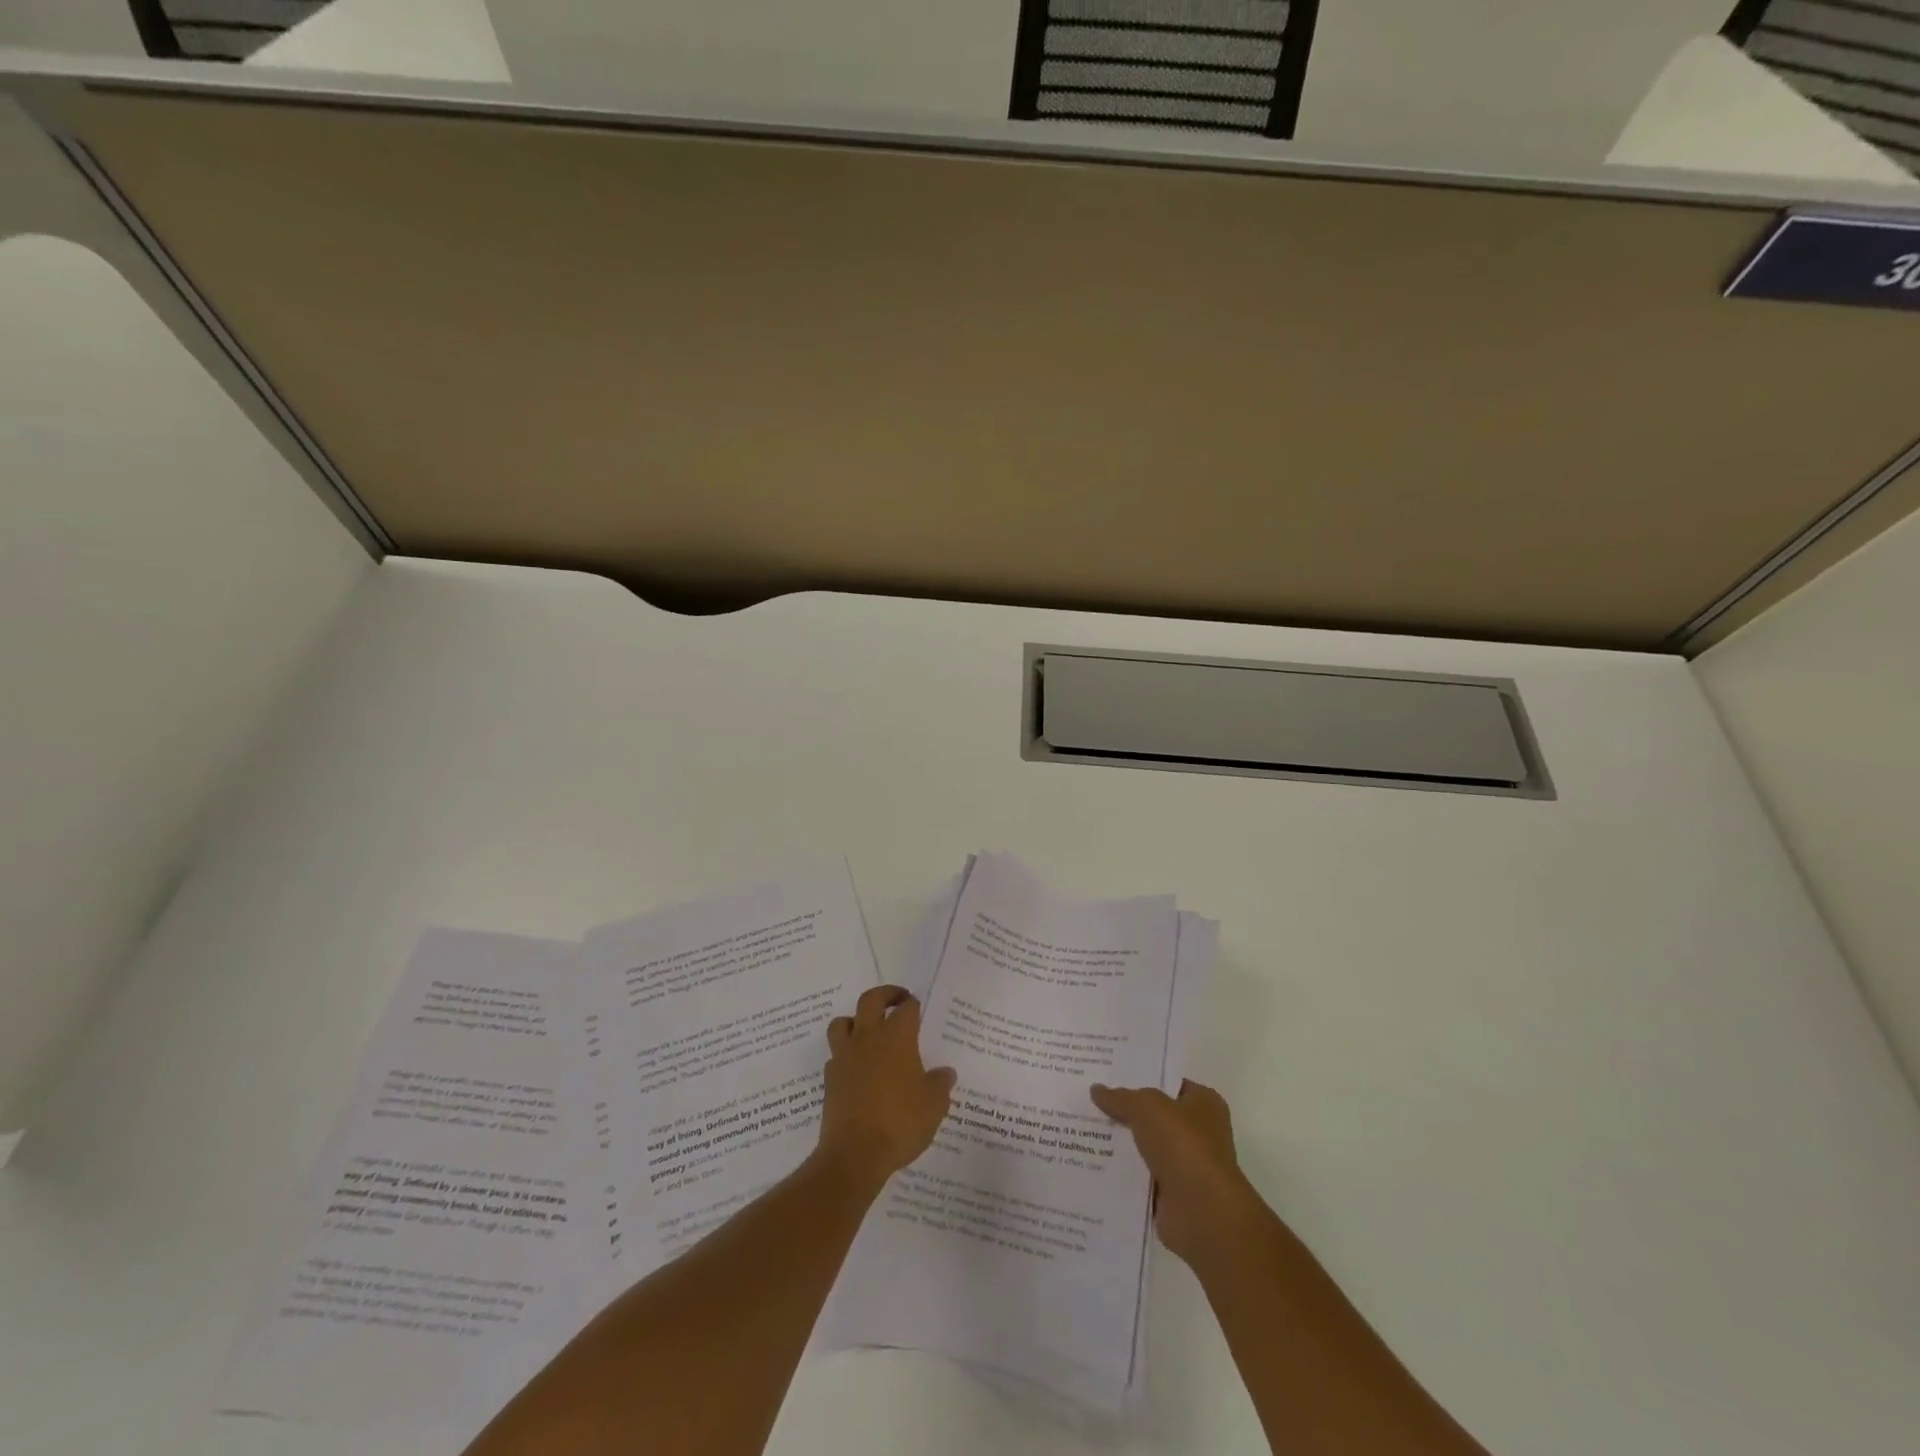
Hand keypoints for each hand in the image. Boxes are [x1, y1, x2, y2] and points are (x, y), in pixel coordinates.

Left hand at [818, 985, 956, 1193]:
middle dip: (885, 995)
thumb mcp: (934, 1105)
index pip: (906, 1008)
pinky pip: (836, 1054)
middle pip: (870, 1000)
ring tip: (868, 1031)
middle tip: (897, 1001)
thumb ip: (940, 1084)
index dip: (913, 1005)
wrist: (855, 1154)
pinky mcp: (830, 1079)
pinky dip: (845, 1054)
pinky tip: (857, 1068)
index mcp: (897, 1037)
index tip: (918, 1008)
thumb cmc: (900, 1122)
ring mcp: (845, 1057)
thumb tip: (946, 1073)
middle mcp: (868, 1038)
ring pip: (843, 1022)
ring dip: (856, 1020)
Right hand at [1090, 1079, 1263, 1267]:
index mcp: (1204, 1103)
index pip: (1168, 1083)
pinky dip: (1122, 1173)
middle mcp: (1199, 1132)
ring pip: (1145, 1146)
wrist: (1202, 1213)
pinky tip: (1092, 1161)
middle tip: (1089, 1100)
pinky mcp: (1172, 1194)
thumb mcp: (1147, 1107)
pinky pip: (1140, 1176)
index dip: (1140, 1077)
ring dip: (1121, 1143)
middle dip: (1125, 1111)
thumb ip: (1121, 1097)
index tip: (1108, 1074)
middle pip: (1154, 1115)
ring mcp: (1186, 1165)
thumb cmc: (1183, 1146)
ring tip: (1082, 1128)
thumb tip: (1097, 1090)